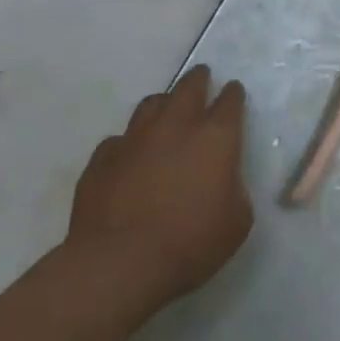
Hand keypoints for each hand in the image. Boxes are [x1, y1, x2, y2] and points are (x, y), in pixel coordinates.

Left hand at [64, 66, 251, 307]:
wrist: (119, 264)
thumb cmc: (191, 242)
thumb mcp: (237, 220)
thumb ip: (234, 190)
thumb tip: (222, 181)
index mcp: (217, 138)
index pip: (230, 102)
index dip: (233, 94)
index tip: (233, 91)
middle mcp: (176, 127)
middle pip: (188, 88)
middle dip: (198, 80)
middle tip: (202, 76)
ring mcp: (134, 140)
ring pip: (150, 105)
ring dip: (163, 103)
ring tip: (166, 109)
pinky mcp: (101, 160)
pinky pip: (118, 140)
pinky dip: (129, 143)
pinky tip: (130, 157)